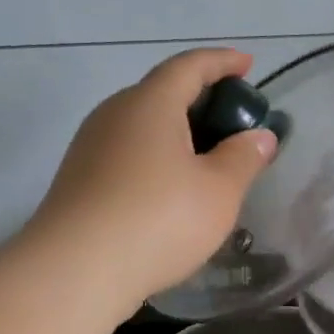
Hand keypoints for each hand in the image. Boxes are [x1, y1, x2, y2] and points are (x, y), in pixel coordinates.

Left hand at [35, 48, 276, 307]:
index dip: (222, 61)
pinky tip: (173, 188)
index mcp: (150, 104)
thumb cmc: (158, 220)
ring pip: (143, 125)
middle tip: (234, 120)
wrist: (74, 272)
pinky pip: (128, 151)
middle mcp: (115, 114)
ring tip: (208, 157)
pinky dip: (158, 156)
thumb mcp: (219, 191)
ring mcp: (91, 147)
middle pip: (163, 92)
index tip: (247, 64)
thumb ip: (244, 157)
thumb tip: (259, 136)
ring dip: (178, 131)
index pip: (189, 66)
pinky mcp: (80, 179)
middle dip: (202, 98)